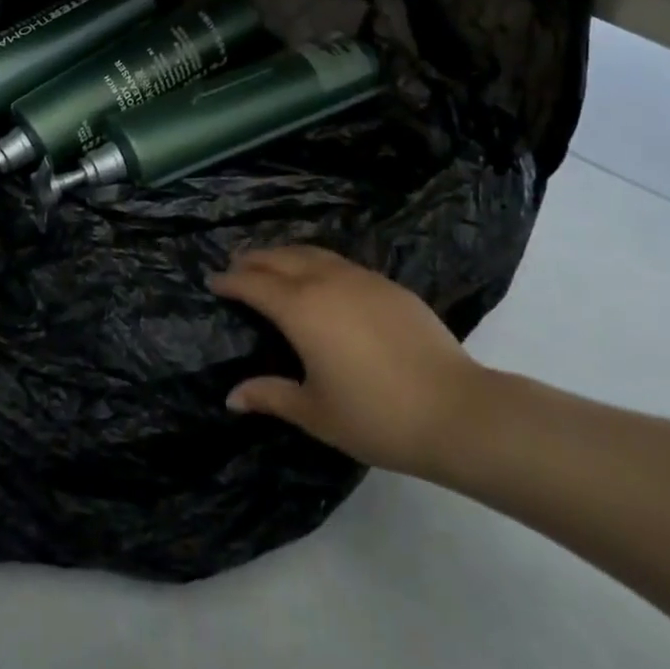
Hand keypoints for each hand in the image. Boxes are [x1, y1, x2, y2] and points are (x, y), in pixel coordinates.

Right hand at [210, 246, 484, 478]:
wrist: (457, 411)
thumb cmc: (377, 416)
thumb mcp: (316, 413)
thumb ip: (271, 396)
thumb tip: (232, 397)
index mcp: (300, 308)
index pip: (253, 284)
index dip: (230, 281)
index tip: (213, 282)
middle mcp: (325, 281)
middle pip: (279, 258)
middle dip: (253, 260)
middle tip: (236, 266)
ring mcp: (360, 278)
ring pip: (310, 252)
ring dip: (284, 254)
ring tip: (272, 263)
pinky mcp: (387, 285)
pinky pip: (339, 262)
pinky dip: (316, 261)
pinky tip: (321, 279)